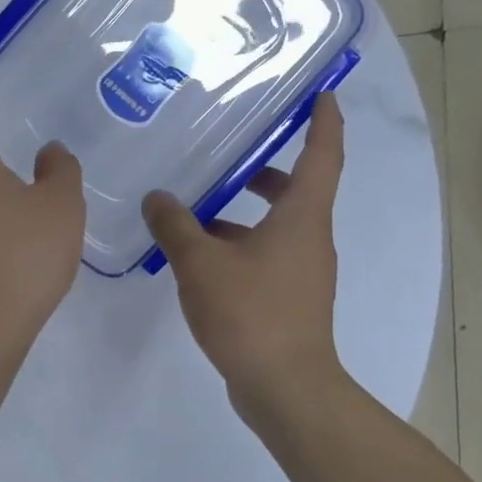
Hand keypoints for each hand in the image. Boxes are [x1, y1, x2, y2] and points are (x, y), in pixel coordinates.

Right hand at [142, 95, 354, 420]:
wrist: (284, 387)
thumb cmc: (250, 314)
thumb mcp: (201, 263)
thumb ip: (175, 226)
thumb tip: (157, 197)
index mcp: (302, 218)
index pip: (323, 155)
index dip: (324, 121)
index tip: (322, 94)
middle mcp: (310, 238)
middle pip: (296, 189)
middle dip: (266, 168)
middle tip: (230, 150)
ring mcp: (301, 270)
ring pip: (275, 224)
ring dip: (243, 211)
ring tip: (195, 206)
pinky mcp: (288, 297)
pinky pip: (264, 254)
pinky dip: (237, 243)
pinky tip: (197, 255)